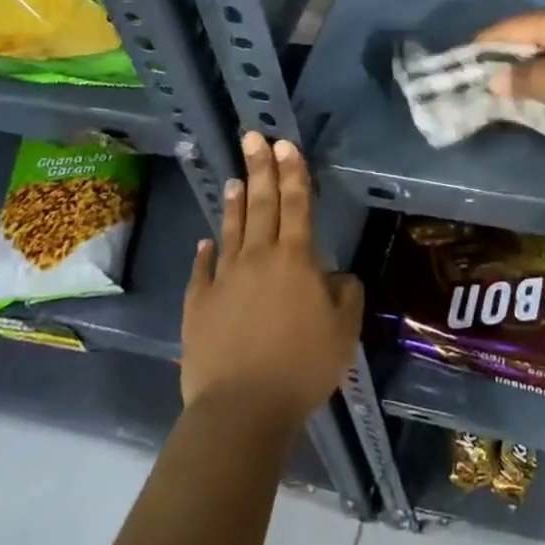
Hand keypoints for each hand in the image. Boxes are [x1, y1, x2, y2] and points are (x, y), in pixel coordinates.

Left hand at [180, 132, 363, 436]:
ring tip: (236, 177)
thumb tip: (336, 275)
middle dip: (261, 168)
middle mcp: (259, 258)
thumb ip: (346, 294)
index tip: (285, 144)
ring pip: (232, 231)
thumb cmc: (302, 367)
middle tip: (253, 136)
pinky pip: (203, 271)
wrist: (241, 408)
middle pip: (261, 205)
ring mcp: (224, 279)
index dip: (293, 172)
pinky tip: (205, 242)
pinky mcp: (199, 304)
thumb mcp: (344, 331)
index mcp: (296, 259)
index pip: (296, 204)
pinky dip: (206, 253)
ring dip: (236, 202)